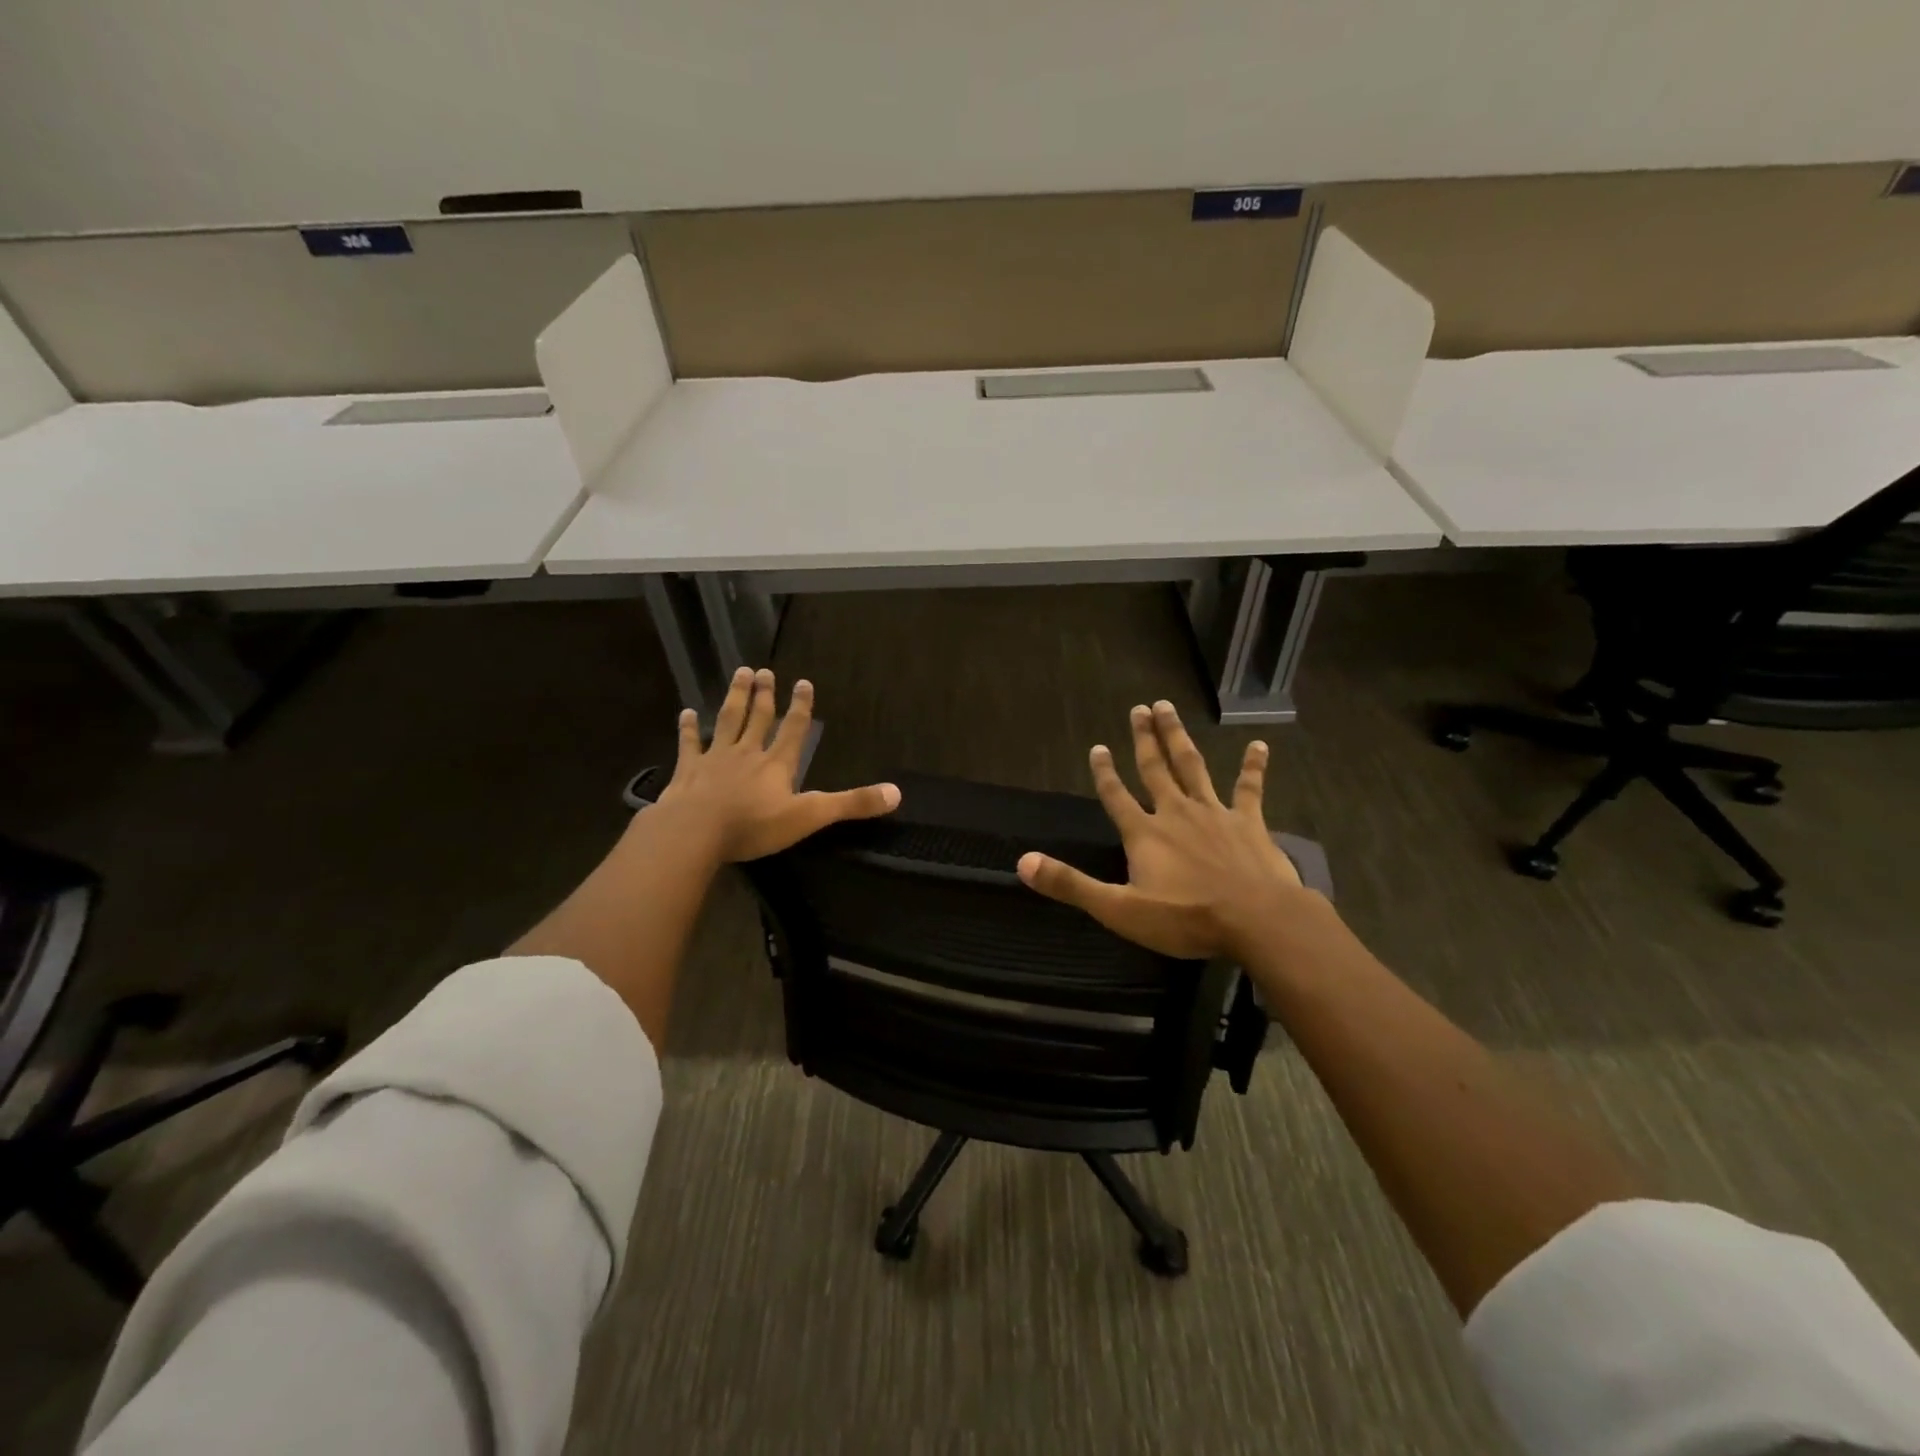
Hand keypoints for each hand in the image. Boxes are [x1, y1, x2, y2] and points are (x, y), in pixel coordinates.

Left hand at [655, 667, 899, 861]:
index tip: (803, 681)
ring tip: (740, 674)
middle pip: (758, 718)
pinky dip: (688, 728)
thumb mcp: (809, 817)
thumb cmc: (754, 825)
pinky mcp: (687, 771)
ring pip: (727, 722)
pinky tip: (686, 713)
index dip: (801, 707)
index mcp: (777, 764)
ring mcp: (715, 759)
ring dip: (735, 698)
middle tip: (763, 670)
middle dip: (764, 695)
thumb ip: (851, 804)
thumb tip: (897, 793)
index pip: (794, 729)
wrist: (695, 832)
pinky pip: (689, 745)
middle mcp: (747, 753)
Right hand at [1017, 700, 1304, 960]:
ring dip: (1179, 737)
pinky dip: (1253, 766)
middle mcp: (1176, 813)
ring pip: (1192, 767)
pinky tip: (1258, 745)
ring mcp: (1214, 814)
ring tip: (1169, 708)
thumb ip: (1071, 885)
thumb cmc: (1185, 918)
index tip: (1098, 747)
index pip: (1116, 796)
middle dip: (1144, 739)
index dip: (1104, 773)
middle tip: (1139, 708)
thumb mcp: (1119, 909)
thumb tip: (1023, 862)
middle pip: (1155, 769)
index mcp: (1144, 834)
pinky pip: (1249, 789)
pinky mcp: (1249, 823)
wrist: (1256, 920)